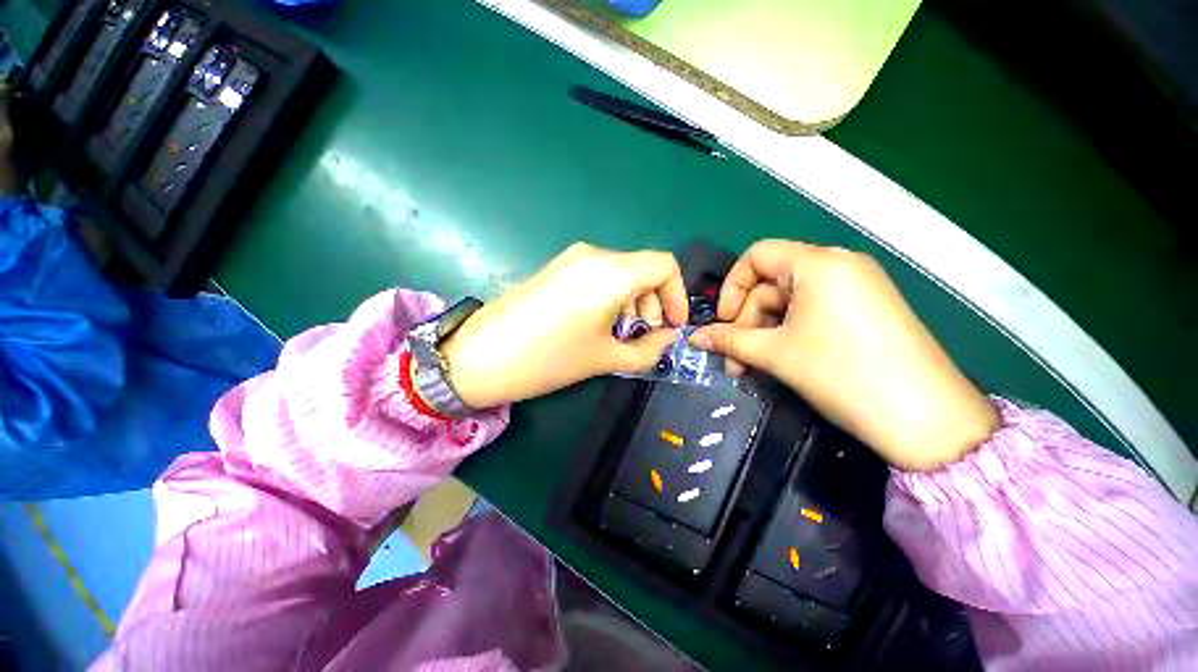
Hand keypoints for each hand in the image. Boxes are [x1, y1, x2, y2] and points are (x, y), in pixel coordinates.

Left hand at [440, 242, 687, 407]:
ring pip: (620, 273)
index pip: (665, 265)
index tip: (673, 325)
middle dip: (653, 303)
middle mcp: (593, 255)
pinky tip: (599, 324)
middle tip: (645, 336)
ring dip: (632, 302)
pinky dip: (611, 297)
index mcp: (610, 273)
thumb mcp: (605, 358)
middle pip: (642, 269)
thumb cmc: (548, 359)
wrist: (479, 356)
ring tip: (621, 335)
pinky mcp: (557, 268)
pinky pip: (598, 276)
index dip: (677, 295)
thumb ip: (647, 349)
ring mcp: (571, 259)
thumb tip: (668, 338)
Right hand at [689, 240, 998, 470]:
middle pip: (771, 283)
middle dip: (746, 321)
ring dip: (763, 333)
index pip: (757, 256)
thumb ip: (729, 340)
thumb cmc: (841, 373)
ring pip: (789, 302)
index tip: (723, 322)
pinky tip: (778, 362)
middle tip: (734, 359)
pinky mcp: (865, 311)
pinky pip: (811, 313)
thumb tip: (694, 337)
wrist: (926, 419)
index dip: (732, 287)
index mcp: (818, 264)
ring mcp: (855, 288)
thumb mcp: (775, 353)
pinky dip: (788, 334)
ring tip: (751, 367)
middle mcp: (838, 266)